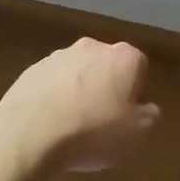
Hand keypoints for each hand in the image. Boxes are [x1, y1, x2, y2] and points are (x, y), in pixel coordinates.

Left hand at [0, 38, 160, 170]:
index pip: (139, 67)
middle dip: (106, 87)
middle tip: (103, 120)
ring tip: (72, 127)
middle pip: (106, 66)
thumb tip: (146, 109)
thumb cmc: (94, 130)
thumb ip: (149, 116)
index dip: (136, 92)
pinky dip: (53, 99)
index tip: (128, 115)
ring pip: (77, 74)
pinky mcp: (31, 70)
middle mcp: (92, 47)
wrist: (31, 133)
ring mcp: (58, 56)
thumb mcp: (137, 133)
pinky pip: (51, 84)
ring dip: (78, 92)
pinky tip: (49, 125)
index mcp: (123, 57)